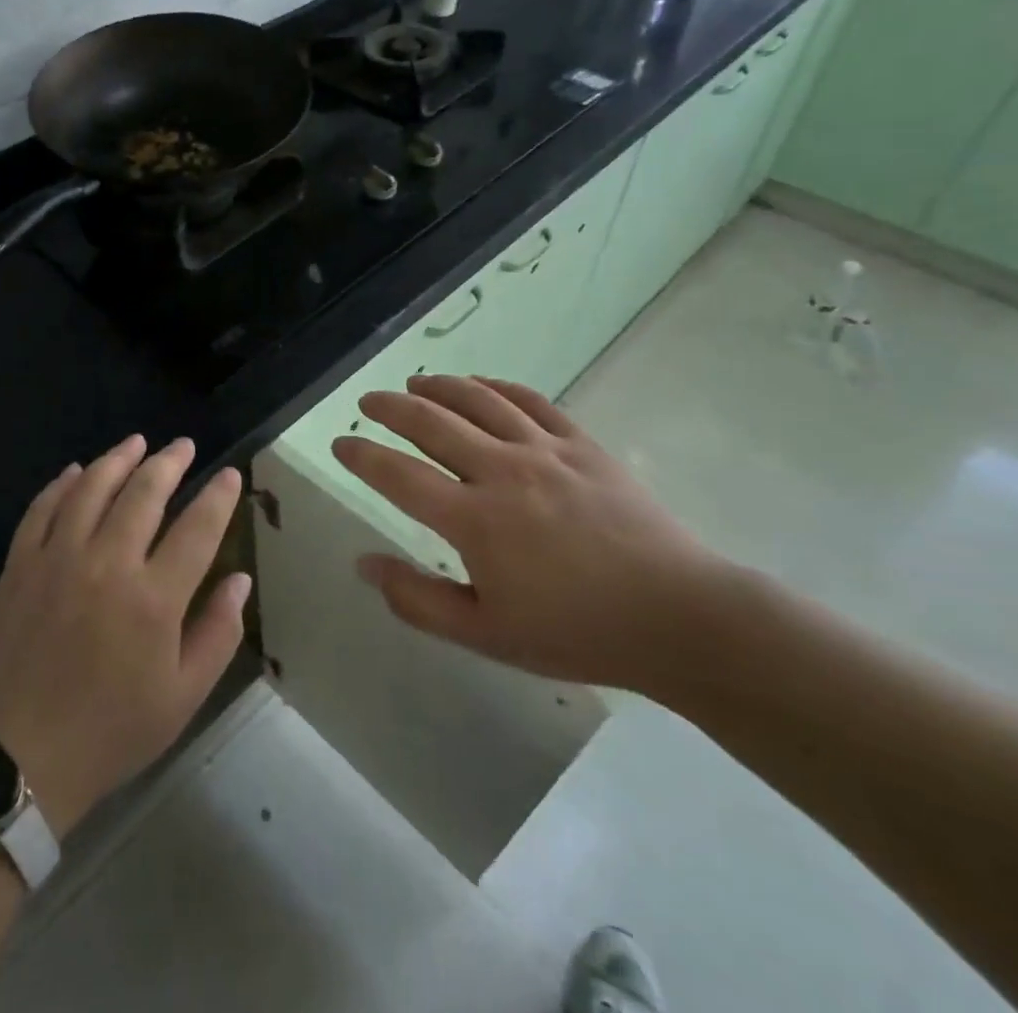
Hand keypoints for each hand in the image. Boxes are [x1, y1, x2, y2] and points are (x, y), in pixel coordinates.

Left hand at [0, 436, 250, 837]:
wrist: (18, 759)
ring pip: (92, 488)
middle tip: (184, 446)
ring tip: (137, 442)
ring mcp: (58, 559)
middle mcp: (108, 564)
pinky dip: (62, 484)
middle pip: (145, 493)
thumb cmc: (111, 731)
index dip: (218, 496)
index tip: (230, 474)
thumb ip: (218, 633)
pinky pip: (43, 508)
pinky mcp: (21, 565)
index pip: (197, 528)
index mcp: (154, 599)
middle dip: (170, 462)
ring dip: (118, 459)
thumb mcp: (183, 697)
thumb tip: (240, 579)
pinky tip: (76, 471)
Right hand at [332, 375, 726, 694]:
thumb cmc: (575, 632)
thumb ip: (417, 599)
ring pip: (477, 400)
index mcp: (474, 520)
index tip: (340, 443)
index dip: (362, 455)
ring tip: (415, 382)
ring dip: (439, 386)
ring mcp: (544, 450)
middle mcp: (501, 471)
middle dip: (390, 407)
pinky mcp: (581, 444)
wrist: (677, 617)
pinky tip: (481, 386)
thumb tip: (364, 563)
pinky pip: (529, 400)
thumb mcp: (486, 635)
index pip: (398, 474)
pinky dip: (497, 387)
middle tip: (368, 401)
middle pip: (431, 422)